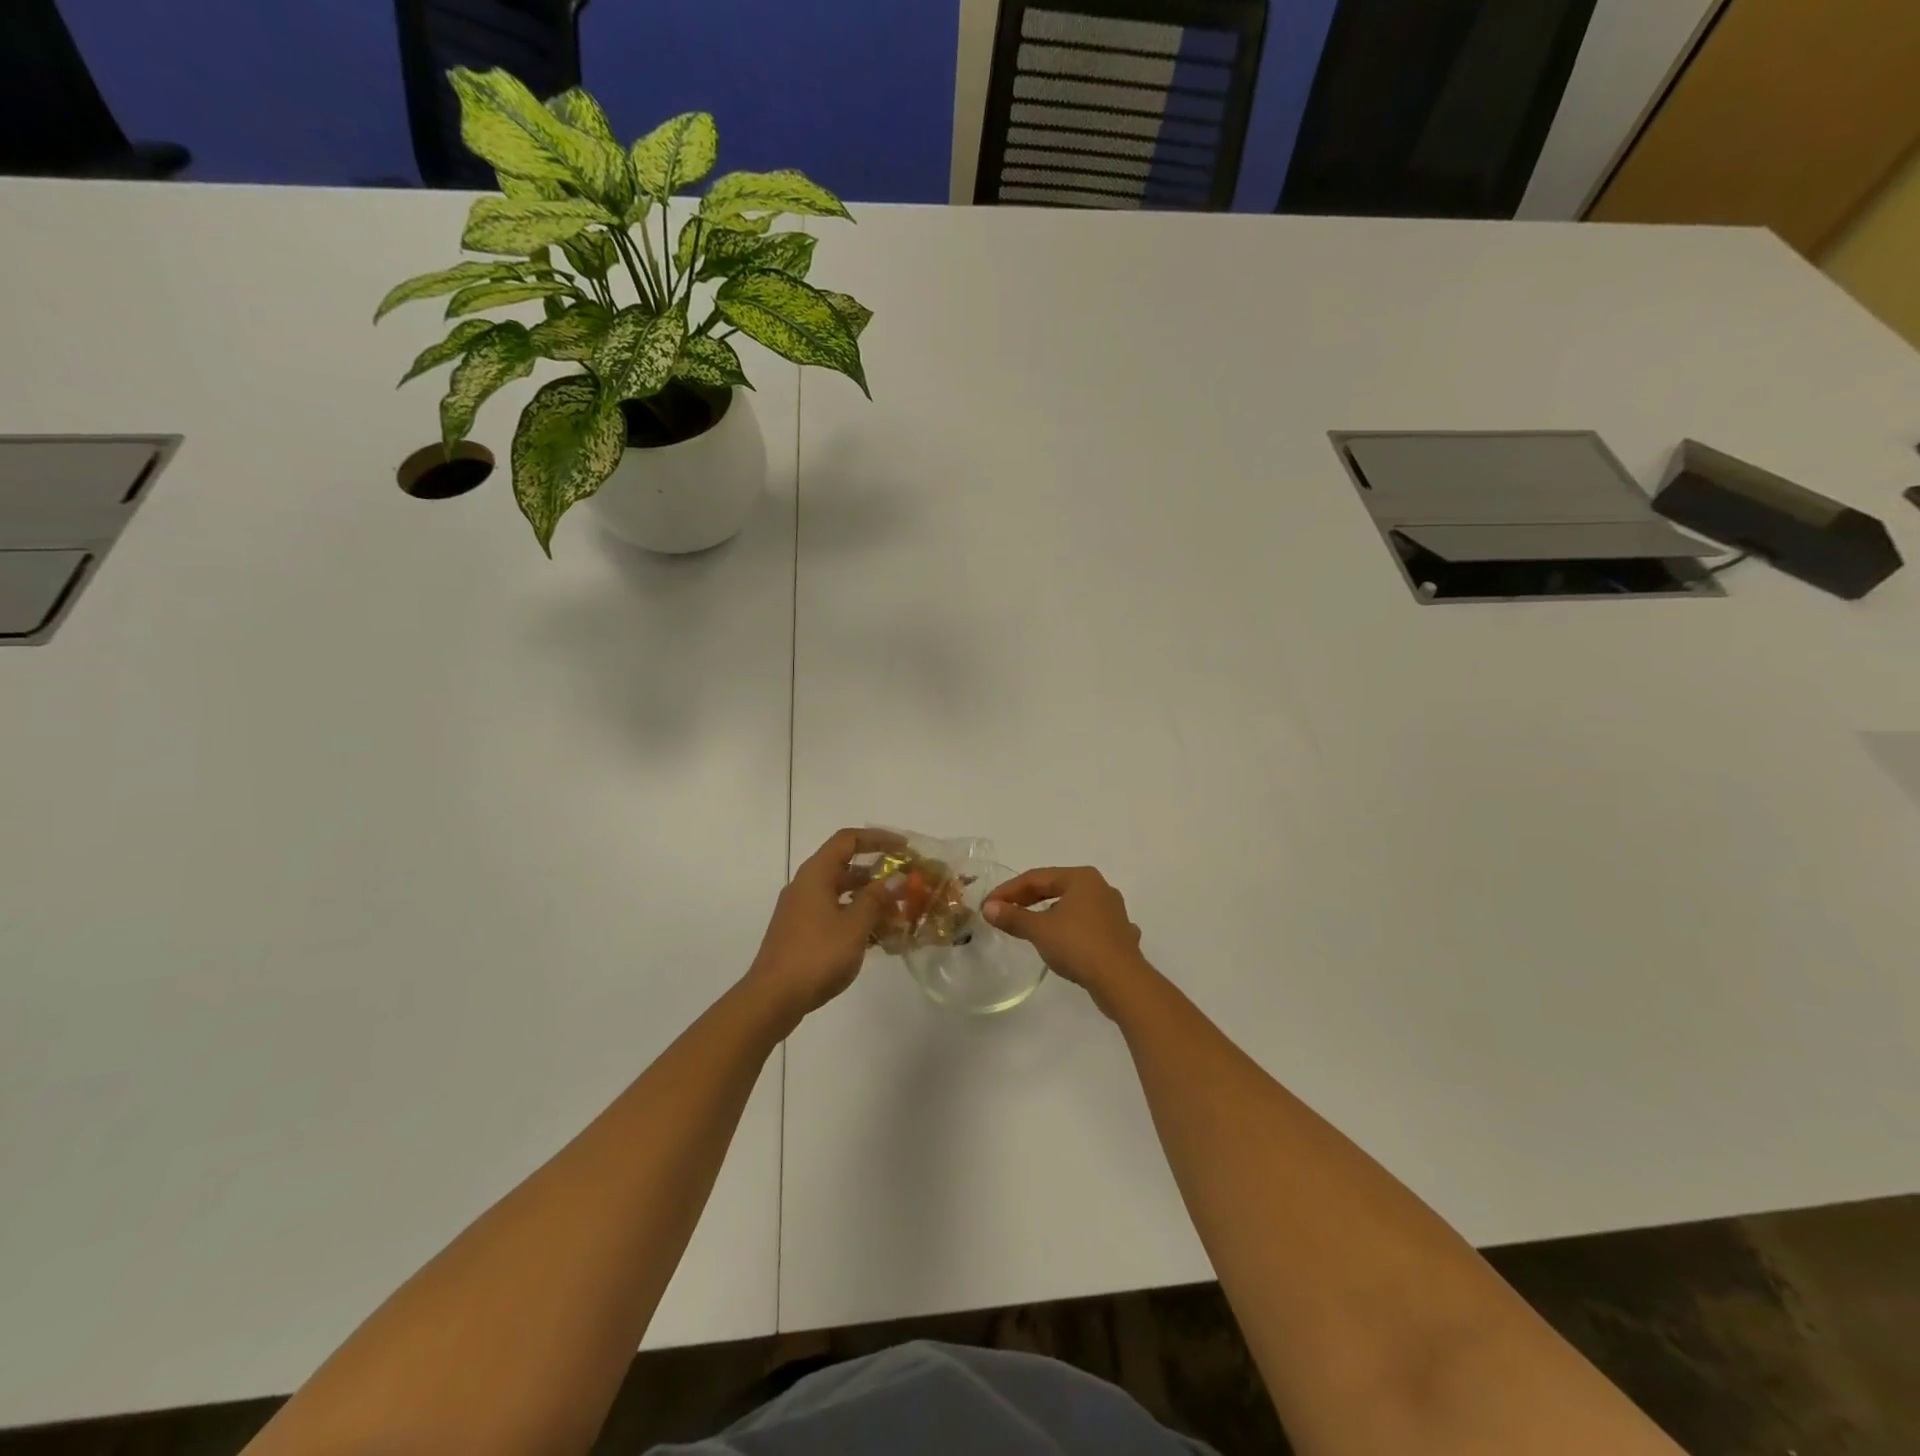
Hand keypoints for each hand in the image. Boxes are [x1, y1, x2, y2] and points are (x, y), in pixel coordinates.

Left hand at [744, 828, 901, 1025]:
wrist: (773, 998)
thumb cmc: (817, 955)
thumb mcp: (855, 925)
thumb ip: (877, 898)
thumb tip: (896, 878)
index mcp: (816, 874)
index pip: (848, 839)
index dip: (878, 838)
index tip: (905, 848)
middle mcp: (806, 885)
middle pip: (845, 866)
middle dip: (878, 872)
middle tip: (907, 883)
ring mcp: (801, 910)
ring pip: (841, 893)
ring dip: (870, 898)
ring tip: (899, 913)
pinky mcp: (801, 932)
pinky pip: (834, 913)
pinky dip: (856, 917)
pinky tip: (878, 937)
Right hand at [983, 866, 1154, 1018]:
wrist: (1122, 981)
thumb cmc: (1078, 946)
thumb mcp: (1039, 930)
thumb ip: (1013, 917)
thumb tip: (989, 908)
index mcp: (1081, 878)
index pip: (1036, 877)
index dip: (1009, 890)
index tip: (988, 905)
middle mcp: (1100, 888)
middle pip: (1055, 888)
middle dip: (1028, 900)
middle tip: (1003, 913)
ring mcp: (1114, 912)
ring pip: (1073, 907)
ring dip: (1050, 914)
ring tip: (1031, 926)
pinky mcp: (1120, 935)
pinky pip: (1088, 926)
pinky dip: (1072, 931)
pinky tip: (1067, 942)